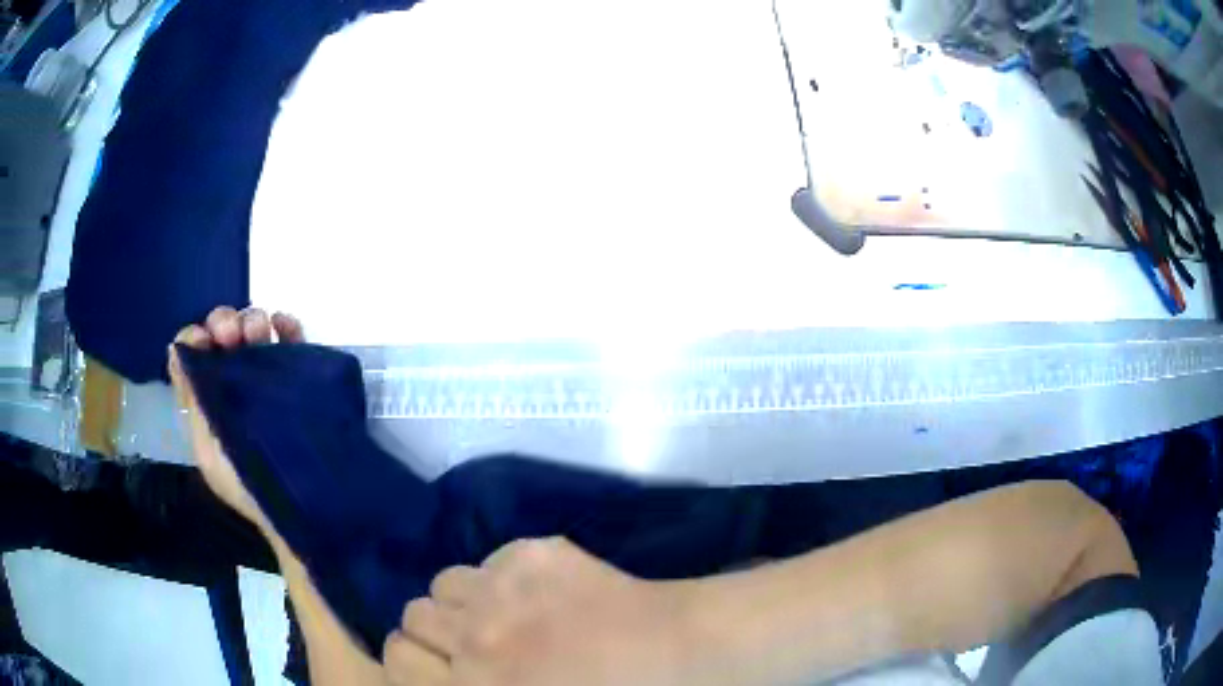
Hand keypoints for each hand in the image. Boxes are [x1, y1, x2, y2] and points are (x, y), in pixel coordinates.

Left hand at [167, 306, 304, 532]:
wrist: (305, 508)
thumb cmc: (251, 486)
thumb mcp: (211, 451)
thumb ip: (193, 403)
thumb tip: (175, 351)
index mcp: (208, 401)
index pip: (194, 355)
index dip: (196, 337)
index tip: (206, 341)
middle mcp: (234, 385)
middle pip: (223, 336)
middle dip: (225, 323)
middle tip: (233, 335)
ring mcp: (267, 381)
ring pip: (255, 332)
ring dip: (254, 321)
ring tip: (261, 332)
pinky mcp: (298, 380)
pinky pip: (292, 342)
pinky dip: (287, 326)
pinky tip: (284, 325)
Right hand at [383, 538, 695, 685]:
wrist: (684, 657)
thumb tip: (450, 674)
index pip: (395, 658)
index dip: (413, 662)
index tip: (438, 666)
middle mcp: (474, 639)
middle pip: (412, 615)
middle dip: (436, 632)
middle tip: (473, 643)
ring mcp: (502, 591)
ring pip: (444, 582)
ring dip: (465, 600)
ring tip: (504, 614)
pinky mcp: (533, 554)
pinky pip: (490, 560)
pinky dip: (503, 578)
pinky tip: (542, 594)